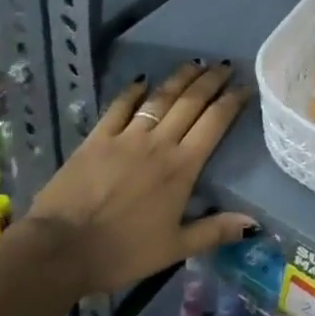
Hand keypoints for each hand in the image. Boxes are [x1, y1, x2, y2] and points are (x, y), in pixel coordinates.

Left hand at [22, 61, 253, 293]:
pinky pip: (119, 107)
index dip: (232, 102)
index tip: (245, 87)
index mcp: (182, 167)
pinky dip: (132, 91)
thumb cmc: (122, 251)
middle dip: (211, 81)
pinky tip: (142, 80)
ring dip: (180, 78)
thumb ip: (214, 230)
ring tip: (195, 63)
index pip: (214, 124)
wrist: (61, 248)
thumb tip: (253, 222)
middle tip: (225, 65)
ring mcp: (126, 137)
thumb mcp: (175, 248)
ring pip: (160, 98)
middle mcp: (159, 143)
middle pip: (191, 103)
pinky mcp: (97, 138)